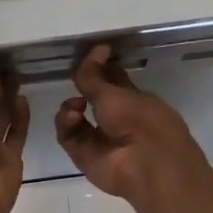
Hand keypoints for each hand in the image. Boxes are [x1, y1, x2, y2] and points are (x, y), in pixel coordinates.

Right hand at [54, 45, 212, 207]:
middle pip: (91, 98)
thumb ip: (95, 75)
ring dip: (70, 107)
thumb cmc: (140, 120)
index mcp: (133, 99)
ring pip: (75, 118)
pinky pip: (68, 136)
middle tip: (74, 80)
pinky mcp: (84, 156)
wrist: (146, 164)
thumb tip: (96, 48)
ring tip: (75, 105)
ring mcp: (99, 138)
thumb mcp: (115, 92)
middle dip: (81, 88)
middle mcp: (116, 118)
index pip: (112, 79)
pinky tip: (73, 117)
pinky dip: (66, 124)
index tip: (87, 54)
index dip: (99, 67)